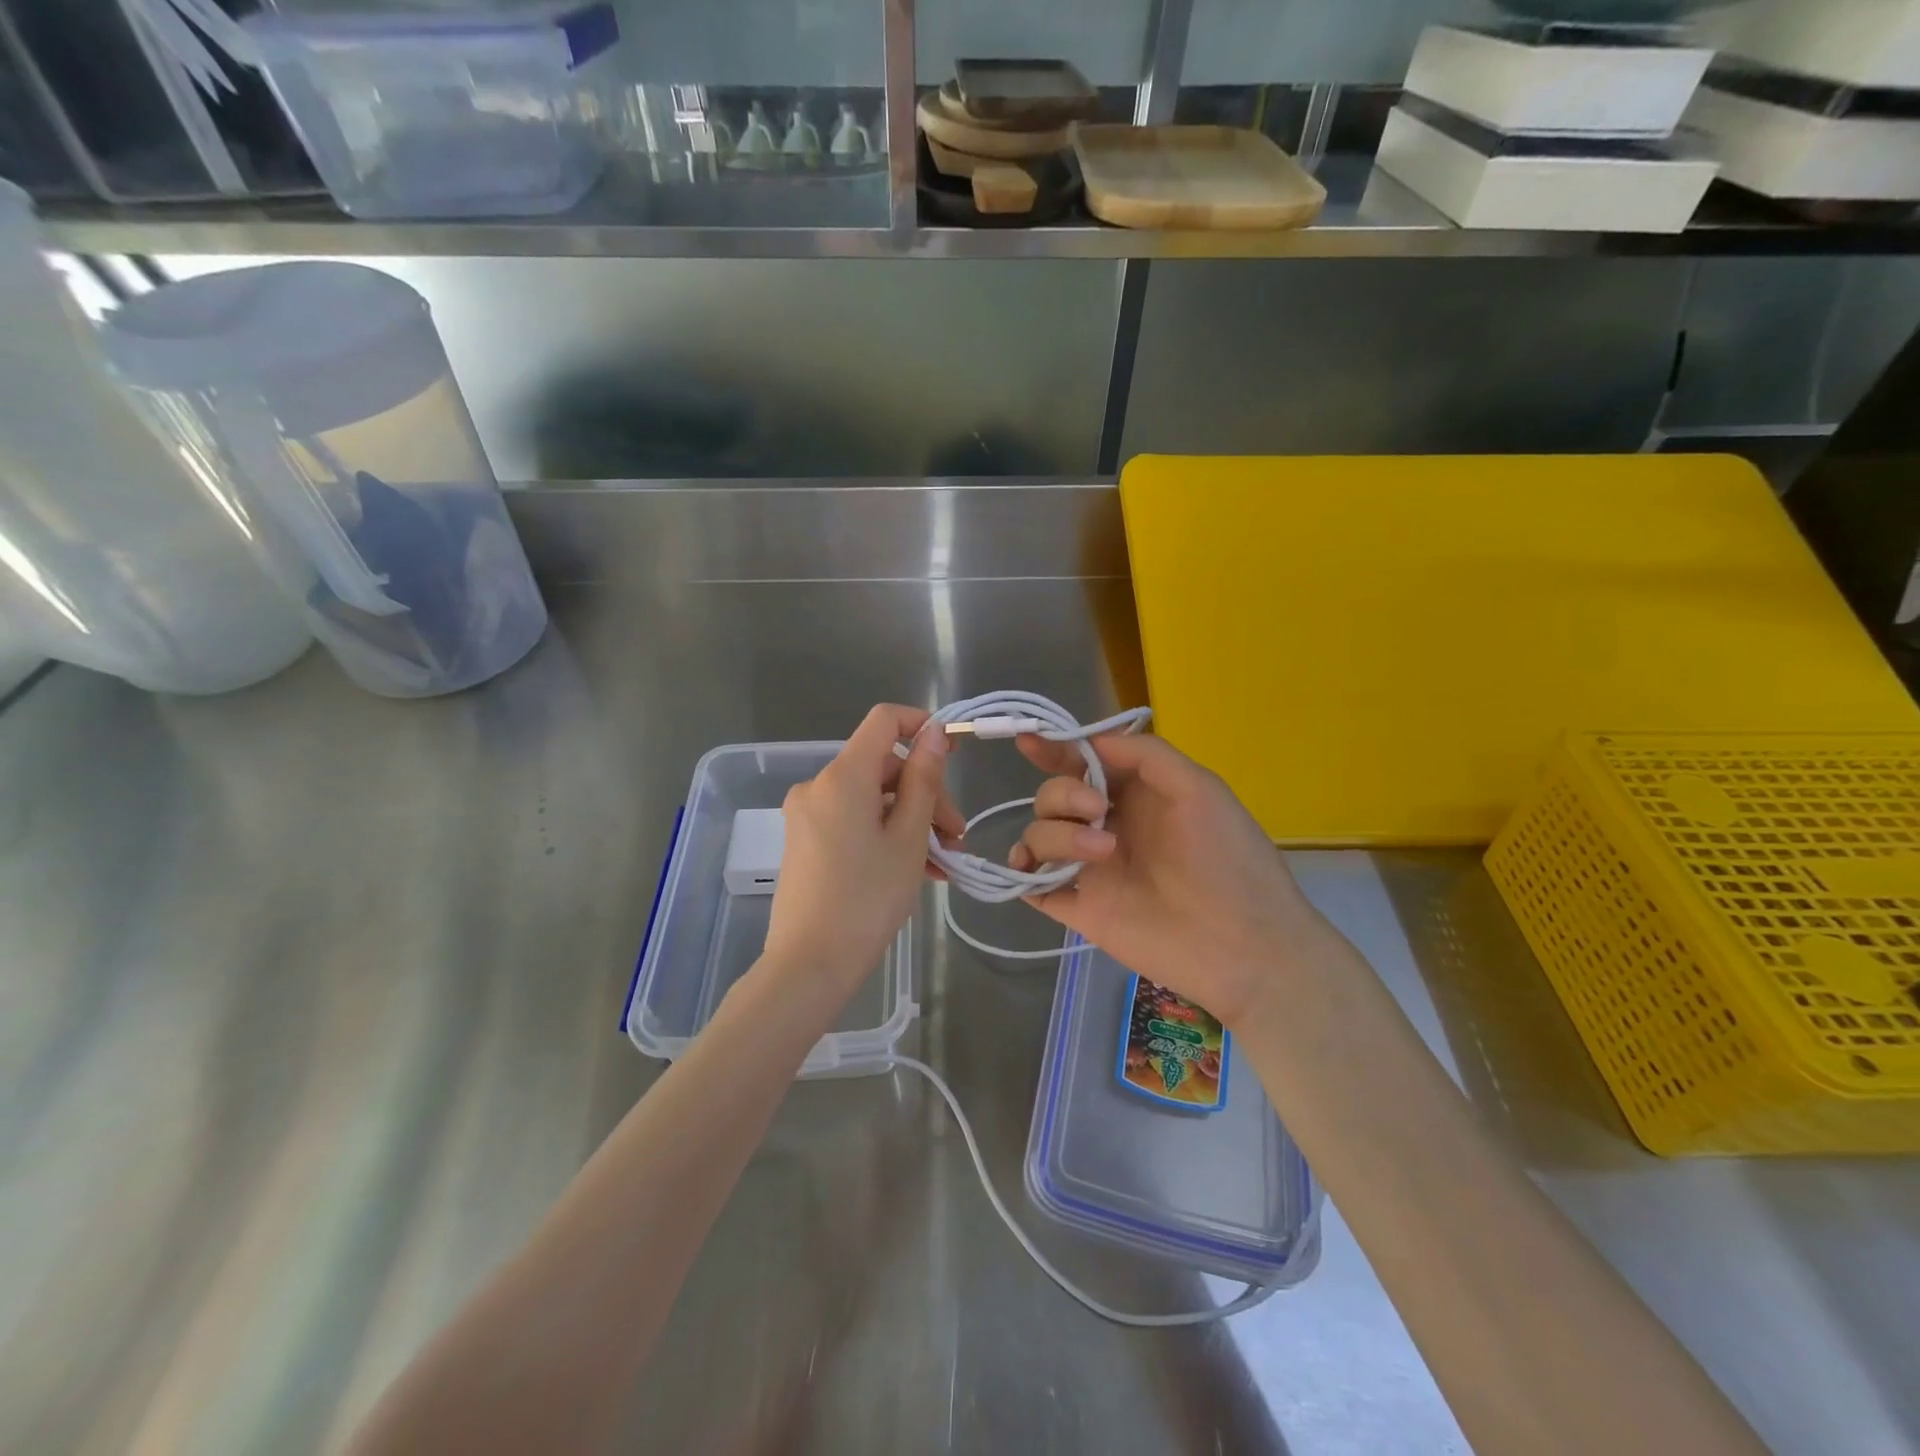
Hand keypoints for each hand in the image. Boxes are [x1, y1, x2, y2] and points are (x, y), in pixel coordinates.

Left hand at [764, 704, 962, 997]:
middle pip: (883, 767)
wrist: (809, 965)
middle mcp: (818, 785)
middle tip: (956, 838)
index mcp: (842, 776)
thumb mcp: (909, 838)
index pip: (884, 720)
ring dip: (911, 821)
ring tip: (942, 863)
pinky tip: (915, 870)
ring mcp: (807, 814)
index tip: (953, 755)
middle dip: (925, 795)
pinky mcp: (804, 840)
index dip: (921, 725)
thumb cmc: (867, 898)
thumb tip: (933, 732)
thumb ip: (924, 780)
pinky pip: (853, 821)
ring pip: (872, 798)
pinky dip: (885, 835)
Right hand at [1008, 733, 1319, 1027]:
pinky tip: (1029, 870)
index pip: (1083, 766)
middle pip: (1053, 797)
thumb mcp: (1199, 789)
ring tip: (1101, 853)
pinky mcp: (1080, 908)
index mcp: (1136, 797)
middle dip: (1064, 794)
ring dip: (1056, 834)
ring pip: (1039, 835)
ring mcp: (1090, 869)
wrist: (1242, 944)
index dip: (1054, 750)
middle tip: (1096, 810)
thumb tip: (1090, 742)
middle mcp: (1107, 827)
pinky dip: (1020, 873)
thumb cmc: (1227, 859)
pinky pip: (1031, 884)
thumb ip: (1146, 755)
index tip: (1029, 741)